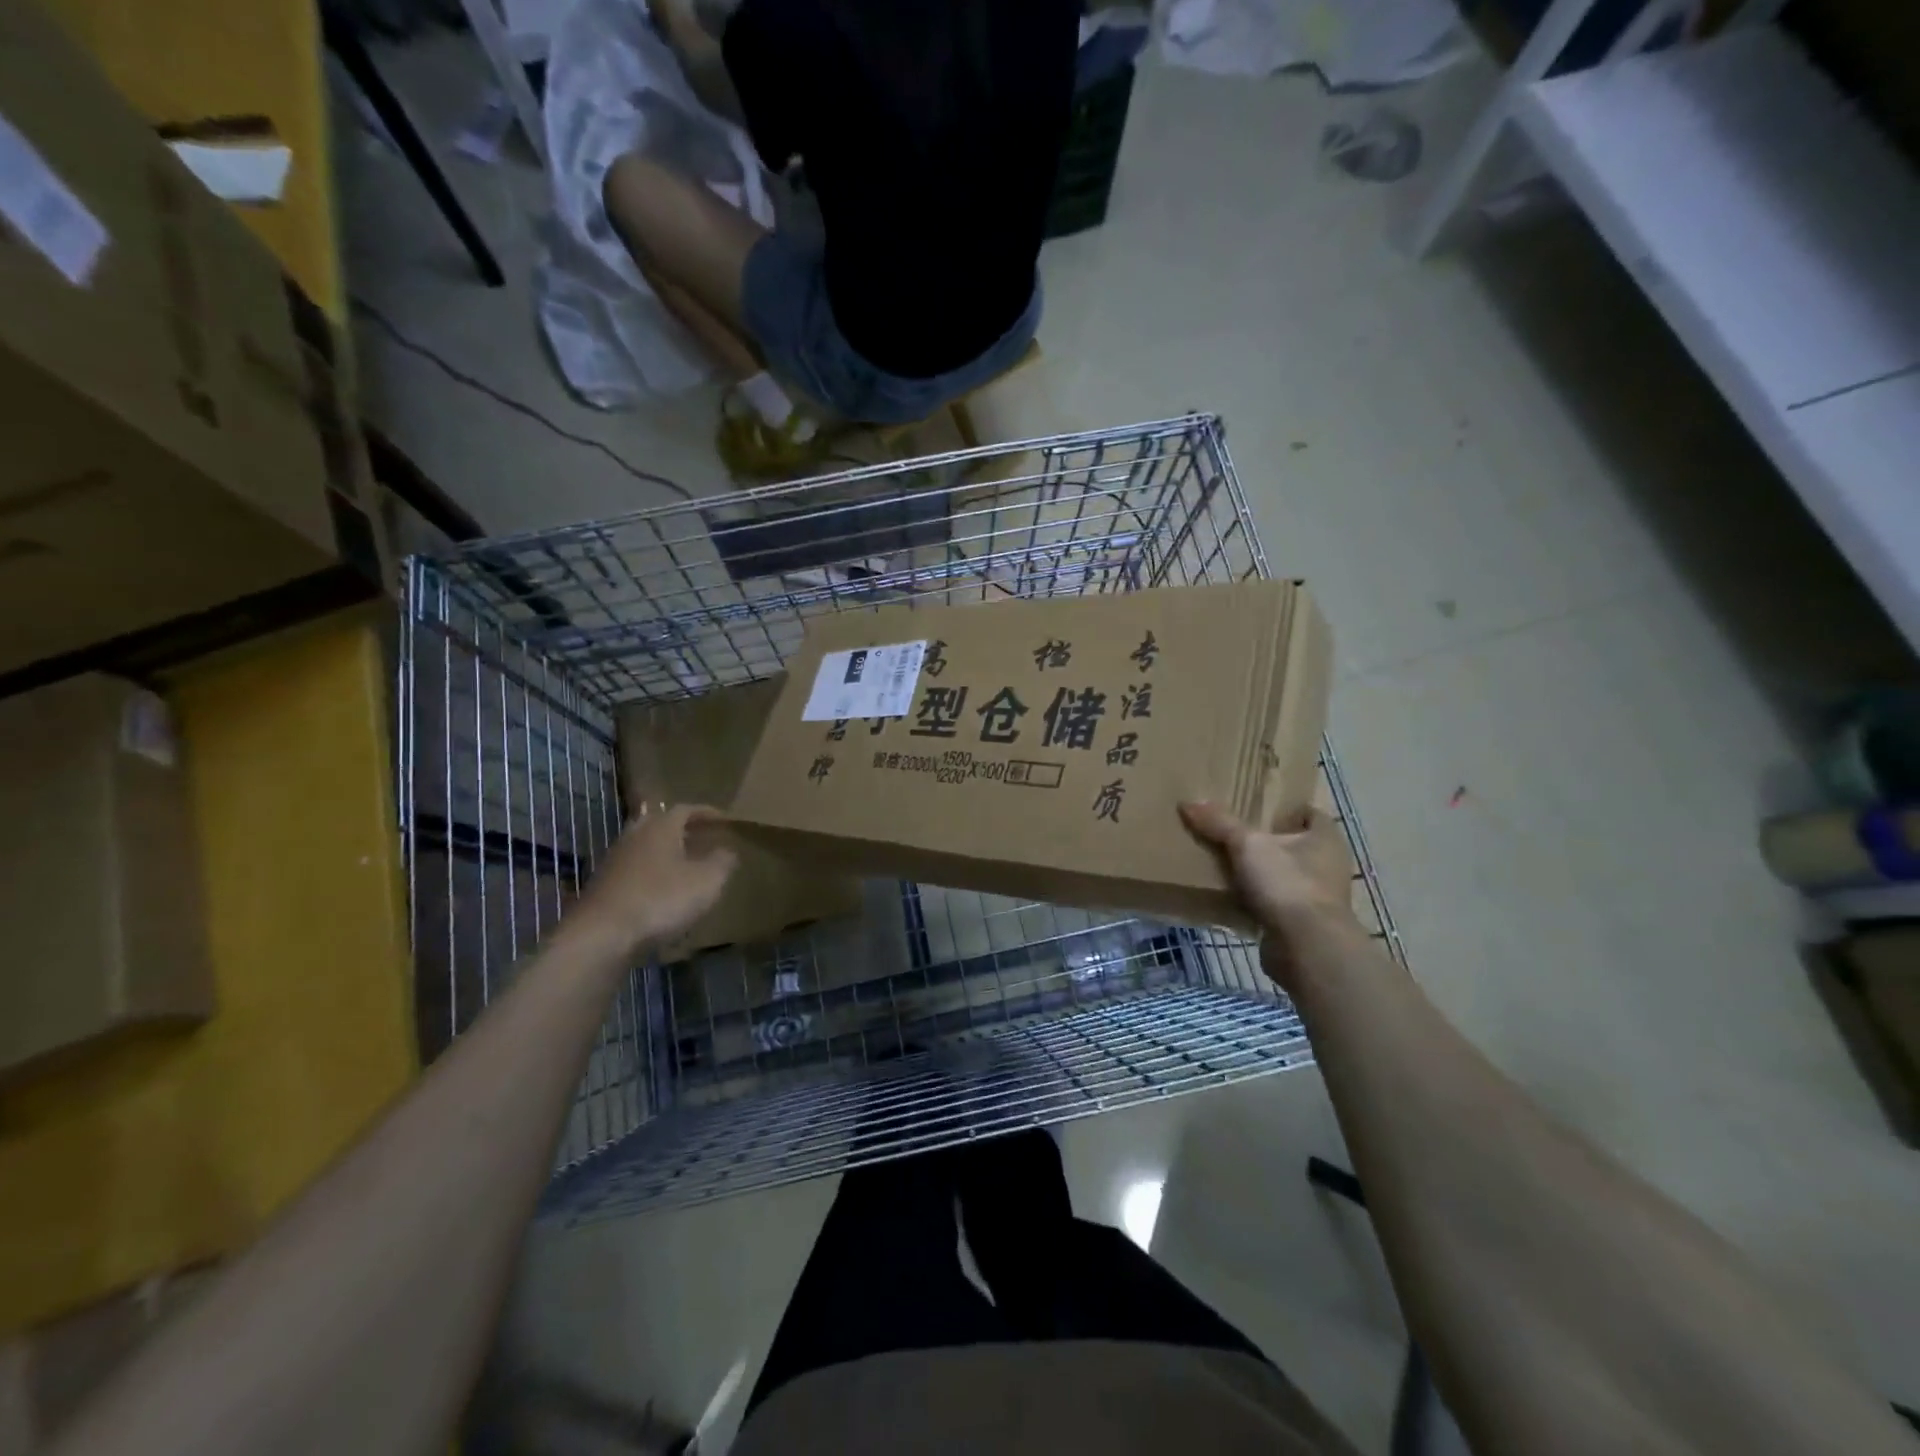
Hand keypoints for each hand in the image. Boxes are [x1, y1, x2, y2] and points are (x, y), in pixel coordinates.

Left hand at [570, 804, 736, 957]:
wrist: (602, 934)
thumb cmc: (661, 898)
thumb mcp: (707, 881)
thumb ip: (722, 862)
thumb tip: (727, 851)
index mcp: (661, 827)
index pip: (686, 809)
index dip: (707, 813)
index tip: (724, 819)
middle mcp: (635, 836)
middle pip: (660, 824)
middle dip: (682, 830)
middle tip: (702, 839)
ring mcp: (615, 860)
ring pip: (646, 848)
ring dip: (665, 853)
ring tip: (685, 866)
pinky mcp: (603, 886)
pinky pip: (635, 871)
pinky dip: (651, 875)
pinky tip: (663, 892)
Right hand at [1180, 801, 1359, 989]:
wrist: (1306, 948)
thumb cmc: (1287, 884)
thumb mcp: (1248, 845)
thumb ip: (1220, 823)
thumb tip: (1189, 802)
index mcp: (1325, 837)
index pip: (1308, 812)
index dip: (1283, 807)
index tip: (1254, 805)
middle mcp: (1327, 865)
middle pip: (1292, 844)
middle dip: (1265, 840)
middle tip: (1230, 831)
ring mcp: (1317, 897)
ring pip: (1282, 875)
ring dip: (1259, 872)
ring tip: (1223, 862)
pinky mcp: (1302, 924)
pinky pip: (1273, 903)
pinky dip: (1255, 899)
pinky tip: (1228, 894)